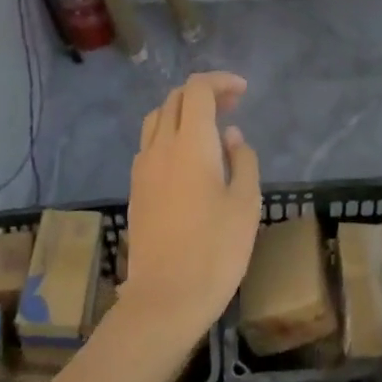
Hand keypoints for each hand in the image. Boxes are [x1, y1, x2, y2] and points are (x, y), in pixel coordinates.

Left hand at [123, 72, 261, 343]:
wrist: (165, 299)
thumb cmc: (216, 250)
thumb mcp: (246, 203)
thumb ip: (242, 161)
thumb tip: (231, 136)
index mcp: (190, 144)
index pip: (197, 90)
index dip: (220, 82)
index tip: (243, 92)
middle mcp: (160, 148)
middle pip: (174, 100)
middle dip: (203, 93)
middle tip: (232, 106)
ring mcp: (142, 169)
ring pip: (156, 120)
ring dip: (183, 112)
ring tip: (210, 128)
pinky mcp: (136, 190)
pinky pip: (150, 145)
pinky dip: (170, 135)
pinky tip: (190, 159)